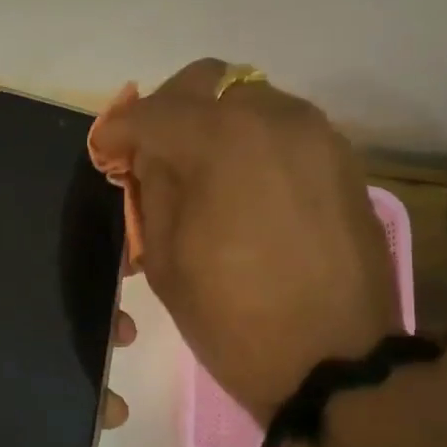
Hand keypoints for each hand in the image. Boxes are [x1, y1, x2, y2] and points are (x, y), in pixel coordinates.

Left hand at [0, 151, 134, 446]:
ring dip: (85, 344)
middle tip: (124, 295)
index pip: (3, 242)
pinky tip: (108, 406)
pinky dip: (70, 399)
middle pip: (32, 294)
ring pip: (41, 343)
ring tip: (122, 346)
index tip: (98, 227)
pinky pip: (32, 393)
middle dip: (80, 293)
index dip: (47, 233)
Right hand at [93, 59, 400, 424]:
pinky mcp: (342, 160)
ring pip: (247, 100)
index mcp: (219, 140)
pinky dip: (251, 142)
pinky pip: (282, 128)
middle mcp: (273, 117)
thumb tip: (147, 157)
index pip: (150, 112)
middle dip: (168, 111)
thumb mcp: (163, 257)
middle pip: (205, 82)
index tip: (104, 153)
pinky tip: (241, 186)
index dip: (117, 131)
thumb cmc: (232, 318)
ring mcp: (316, 135)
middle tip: (150, 155)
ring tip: (198, 172)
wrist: (334, 363)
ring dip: (212, 123)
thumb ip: (150, 189)